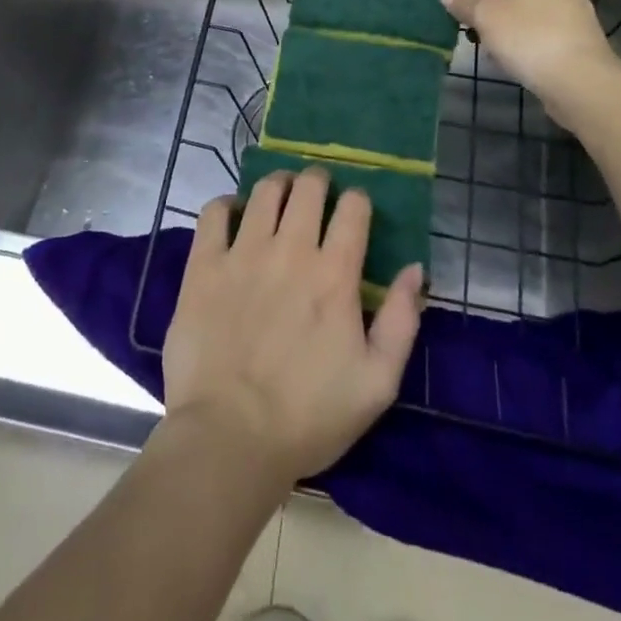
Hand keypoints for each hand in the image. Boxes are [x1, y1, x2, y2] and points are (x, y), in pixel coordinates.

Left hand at [162, 169, 422, 487]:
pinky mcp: (205, 266)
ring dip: (278, 184)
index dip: (358, 200)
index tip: (355, 208)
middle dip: (318, 181)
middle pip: (308, 188)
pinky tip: (233, 215)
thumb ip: (401, 321)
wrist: (228, 439)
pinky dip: (226, 204)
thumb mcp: (377, 383)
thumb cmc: (308, 417)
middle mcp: (291, 250)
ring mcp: (243, 253)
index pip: (353, 208)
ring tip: (280, 193)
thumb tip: (415, 269)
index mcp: (334, 275)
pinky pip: (214, 213)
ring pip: (264, 191)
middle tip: (317, 191)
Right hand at [441, 0, 620, 118]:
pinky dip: (526, 37)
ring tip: (491, 46)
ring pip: (530, 6)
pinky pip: (544, 27)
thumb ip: (464, 3)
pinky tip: (514, 60)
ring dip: (506, 22)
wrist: (580, 80)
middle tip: (476, 24)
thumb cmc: (528, 36)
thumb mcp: (485, 17)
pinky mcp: (579, 35)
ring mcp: (573, 8)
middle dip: (492, 1)